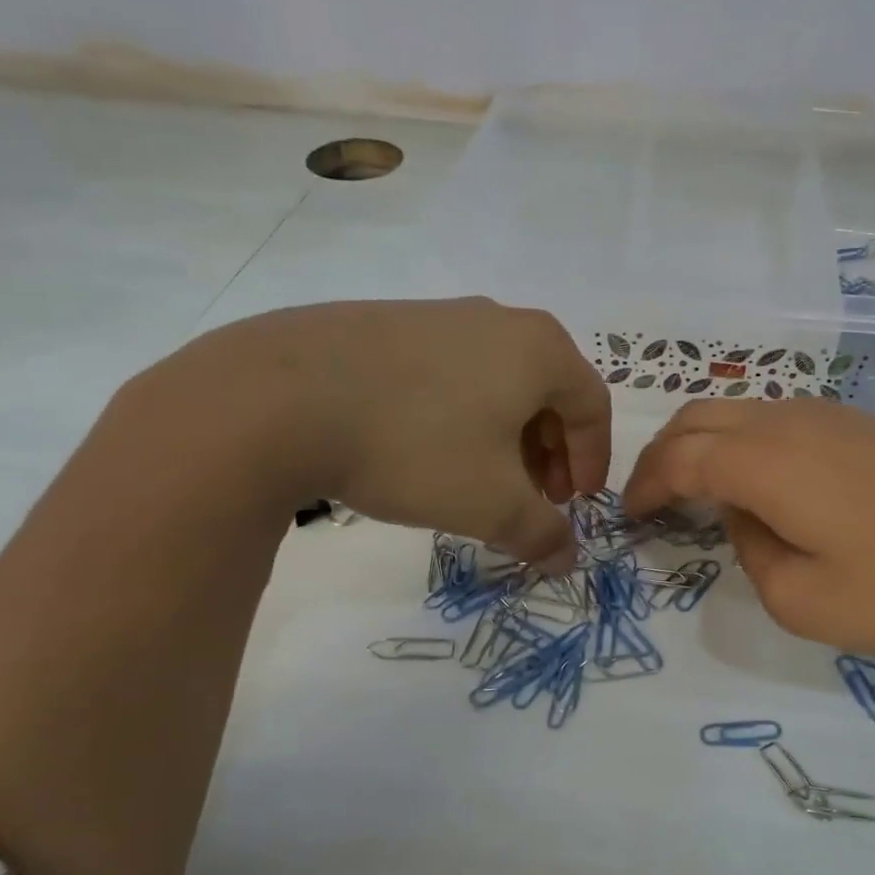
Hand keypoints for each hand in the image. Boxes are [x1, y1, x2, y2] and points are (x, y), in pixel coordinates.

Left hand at [152, 298, 610, 570]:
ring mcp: (440, 315)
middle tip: (534, 498)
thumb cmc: (416, 446)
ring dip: (506, 436)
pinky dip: (460, 414)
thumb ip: (542, 535)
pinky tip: (426, 450)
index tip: (574, 505)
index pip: (594, 406)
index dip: (592, 461)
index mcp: (540, 349)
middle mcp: (499, 320)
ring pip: (498, 382)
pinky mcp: (388, 323)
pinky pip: (450, 372)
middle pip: (548, 392)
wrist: (280, 397)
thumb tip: (567, 558)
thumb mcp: (492, 505)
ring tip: (481, 480)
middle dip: (549, 453)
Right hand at [623, 399, 874, 651]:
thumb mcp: (805, 601)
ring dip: (704, 444)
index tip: (630, 516)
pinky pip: (776, 419)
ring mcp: (827, 414)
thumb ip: (752, 553)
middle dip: (663, 454)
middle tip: (653, 498)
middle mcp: (786, 422)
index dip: (646, 485)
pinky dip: (744, 443)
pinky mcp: (860, 422)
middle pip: (699, 417)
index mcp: (763, 462)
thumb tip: (747, 515)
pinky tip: (760, 482)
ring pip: (738, 411)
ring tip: (698, 491)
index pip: (678, 459)